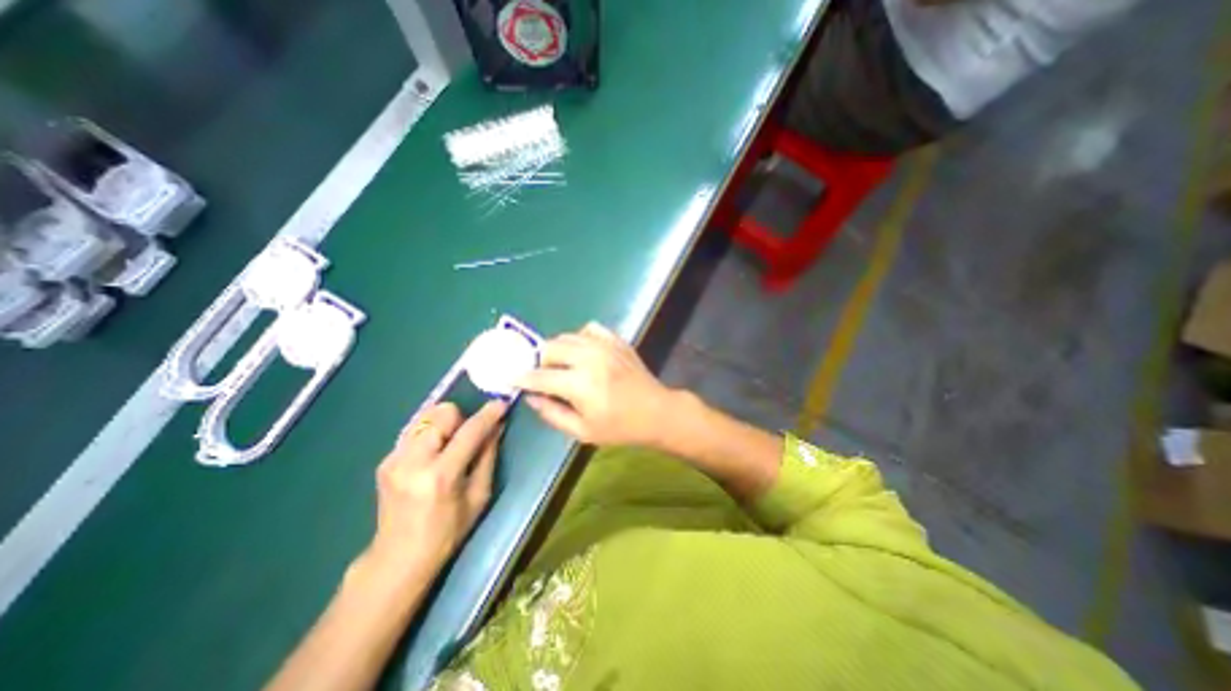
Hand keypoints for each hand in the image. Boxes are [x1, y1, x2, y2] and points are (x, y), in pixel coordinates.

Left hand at [362, 400, 507, 583]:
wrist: (398, 558)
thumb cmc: (447, 532)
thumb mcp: (479, 496)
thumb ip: (488, 456)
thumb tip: (497, 426)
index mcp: (440, 476)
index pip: (469, 431)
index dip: (488, 414)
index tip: (502, 404)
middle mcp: (413, 461)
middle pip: (442, 413)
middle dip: (461, 418)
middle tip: (469, 435)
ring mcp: (394, 459)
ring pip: (426, 415)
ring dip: (444, 422)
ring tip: (450, 442)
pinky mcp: (385, 459)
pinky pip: (414, 428)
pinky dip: (430, 432)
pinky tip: (434, 451)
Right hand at [514, 324, 678, 447]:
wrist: (656, 412)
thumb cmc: (620, 427)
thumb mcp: (583, 432)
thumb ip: (552, 414)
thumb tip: (531, 397)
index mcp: (580, 384)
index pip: (540, 376)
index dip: (522, 378)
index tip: (511, 378)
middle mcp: (589, 358)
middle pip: (550, 348)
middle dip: (539, 361)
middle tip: (542, 375)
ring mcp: (604, 345)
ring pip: (567, 336)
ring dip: (557, 349)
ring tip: (561, 364)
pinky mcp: (616, 340)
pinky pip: (589, 329)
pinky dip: (579, 338)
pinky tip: (582, 352)